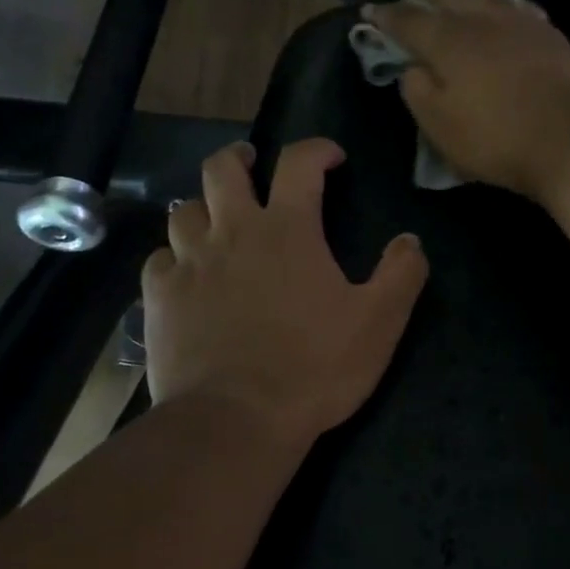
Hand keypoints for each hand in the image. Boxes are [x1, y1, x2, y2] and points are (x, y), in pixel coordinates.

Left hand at [143, 139, 429, 450]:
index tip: (331, 157)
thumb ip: (401, 275)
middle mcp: (232, 233)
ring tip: (215, 223)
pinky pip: (158, 261)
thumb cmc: (314, 367)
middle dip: (238, 158)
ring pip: (183, 211)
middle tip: (250, 165)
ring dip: (202, 209)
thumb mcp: (378, 323)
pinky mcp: (160, 298)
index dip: (316, 149)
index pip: (299, 163)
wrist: (236, 419)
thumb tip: (410, 240)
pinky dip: (172, 259)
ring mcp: (189, 263)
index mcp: (287, 230)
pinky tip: (183, 276)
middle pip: (221, 169)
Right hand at [363, 0, 569, 200]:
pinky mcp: (548, 32)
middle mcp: (481, 19)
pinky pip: (515, 2)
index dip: (387, 16)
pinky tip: (501, 2)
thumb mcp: (440, 126)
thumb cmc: (496, 137)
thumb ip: (417, 91)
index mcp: (447, 40)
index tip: (370, 12)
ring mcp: (518, 21)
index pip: (408, 20)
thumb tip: (411, 67)